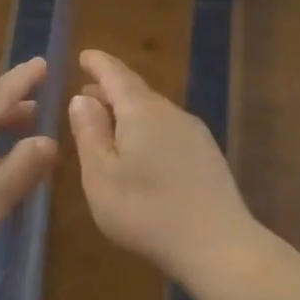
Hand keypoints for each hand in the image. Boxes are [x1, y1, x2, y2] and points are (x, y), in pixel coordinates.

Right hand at [67, 49, 262, 284]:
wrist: (218, 245)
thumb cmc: (146, 210)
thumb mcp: (101, 175)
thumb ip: (89, 133)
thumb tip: (82, 98)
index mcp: (141, 111)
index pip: (115, 75)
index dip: (98, 63)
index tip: (84, 55)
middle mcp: (171, 112)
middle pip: (136, 91)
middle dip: (109, 90)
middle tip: (86, 96)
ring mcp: (194, 133)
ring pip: (154, 112)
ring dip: (128, 113)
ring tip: (108, 126)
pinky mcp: (207, 155)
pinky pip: (168, 130)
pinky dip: (147, 130)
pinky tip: (141, 153)